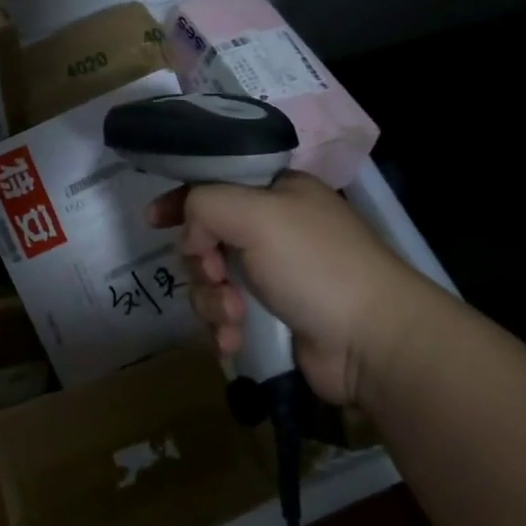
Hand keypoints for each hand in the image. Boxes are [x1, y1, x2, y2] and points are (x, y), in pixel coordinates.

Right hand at [147, 172, 436, 404]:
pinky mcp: (269, 317)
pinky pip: (223, 315)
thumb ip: (205, 204)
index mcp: (277, 193)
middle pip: (205, 236)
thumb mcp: (256, 213)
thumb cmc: (315, 264)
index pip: (215, 183)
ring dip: (211, 301)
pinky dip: (223, 327)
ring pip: (210, 281)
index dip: (181, 199)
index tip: (154, 219)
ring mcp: (272, 276)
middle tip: (216, 275)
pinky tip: (234, 340)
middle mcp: (272, 230)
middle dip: (201, 261)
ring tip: (233, 317)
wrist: (371, 341)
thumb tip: (193, 239)